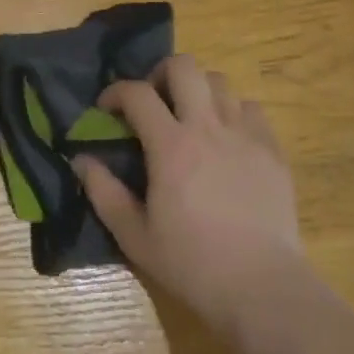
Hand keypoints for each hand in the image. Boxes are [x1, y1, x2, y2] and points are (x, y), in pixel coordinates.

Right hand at [75, 55, 306, 340]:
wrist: (262, 287)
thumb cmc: (192, 264)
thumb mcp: (135, 236)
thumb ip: (104, 192)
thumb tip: (81, 160)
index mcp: (170, 146)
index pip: (137, 93)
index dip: (116, 92)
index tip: (107, 108)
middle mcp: (207, 127)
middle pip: (184, 66)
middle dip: (161, 73)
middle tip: (155, 101)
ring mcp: (244, 133)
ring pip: (219, 81)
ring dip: (198, 90)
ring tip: (192, 117)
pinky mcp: (271, 148)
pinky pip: (251, 108)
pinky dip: (233, 112)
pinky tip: (228, 137)